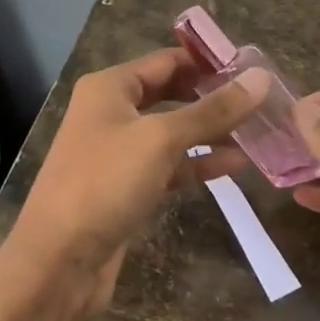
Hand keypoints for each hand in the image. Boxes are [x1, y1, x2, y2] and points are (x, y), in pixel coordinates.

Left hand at [6, 49, 271, 320]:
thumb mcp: (161, 139)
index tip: (254, 68)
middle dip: (213, 98)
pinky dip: (198, 163)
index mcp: (110, 88)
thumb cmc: (105, 183)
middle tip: (261, 101)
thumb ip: (212, 111)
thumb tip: (260, 78)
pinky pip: (170, 166)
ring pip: (173, 133)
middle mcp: (111, 113)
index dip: (209, 62)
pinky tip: (235, 164)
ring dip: (211, 132)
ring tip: (258, 132)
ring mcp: (119, 152)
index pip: (167, 60)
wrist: (59, 260)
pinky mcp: (128, 187)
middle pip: (171, 94)